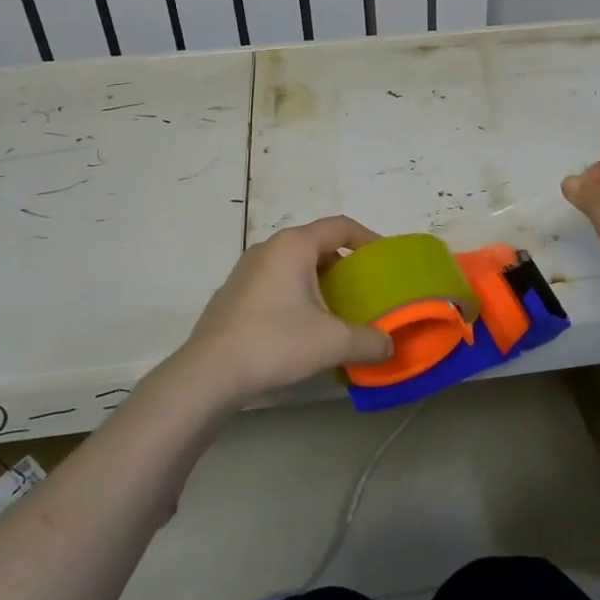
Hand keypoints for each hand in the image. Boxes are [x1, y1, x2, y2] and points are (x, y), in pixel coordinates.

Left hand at [175, 216, 393, 403]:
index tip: (385, 260)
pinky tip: (299, 327)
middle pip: (317, 244)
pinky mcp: (232, 293)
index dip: (368, 239)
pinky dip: (294, 294)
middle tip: (362, 290)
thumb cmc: (276, 342)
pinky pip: (274, 282)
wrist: (210, 373)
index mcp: (294, 246)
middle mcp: (268, 248)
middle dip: (344, 265)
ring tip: (334, 311)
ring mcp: (245, 269)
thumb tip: (389, 347)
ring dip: (318, 281)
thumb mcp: (333, 343)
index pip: (340, 227)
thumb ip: (370, 341)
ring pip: (294, 264)